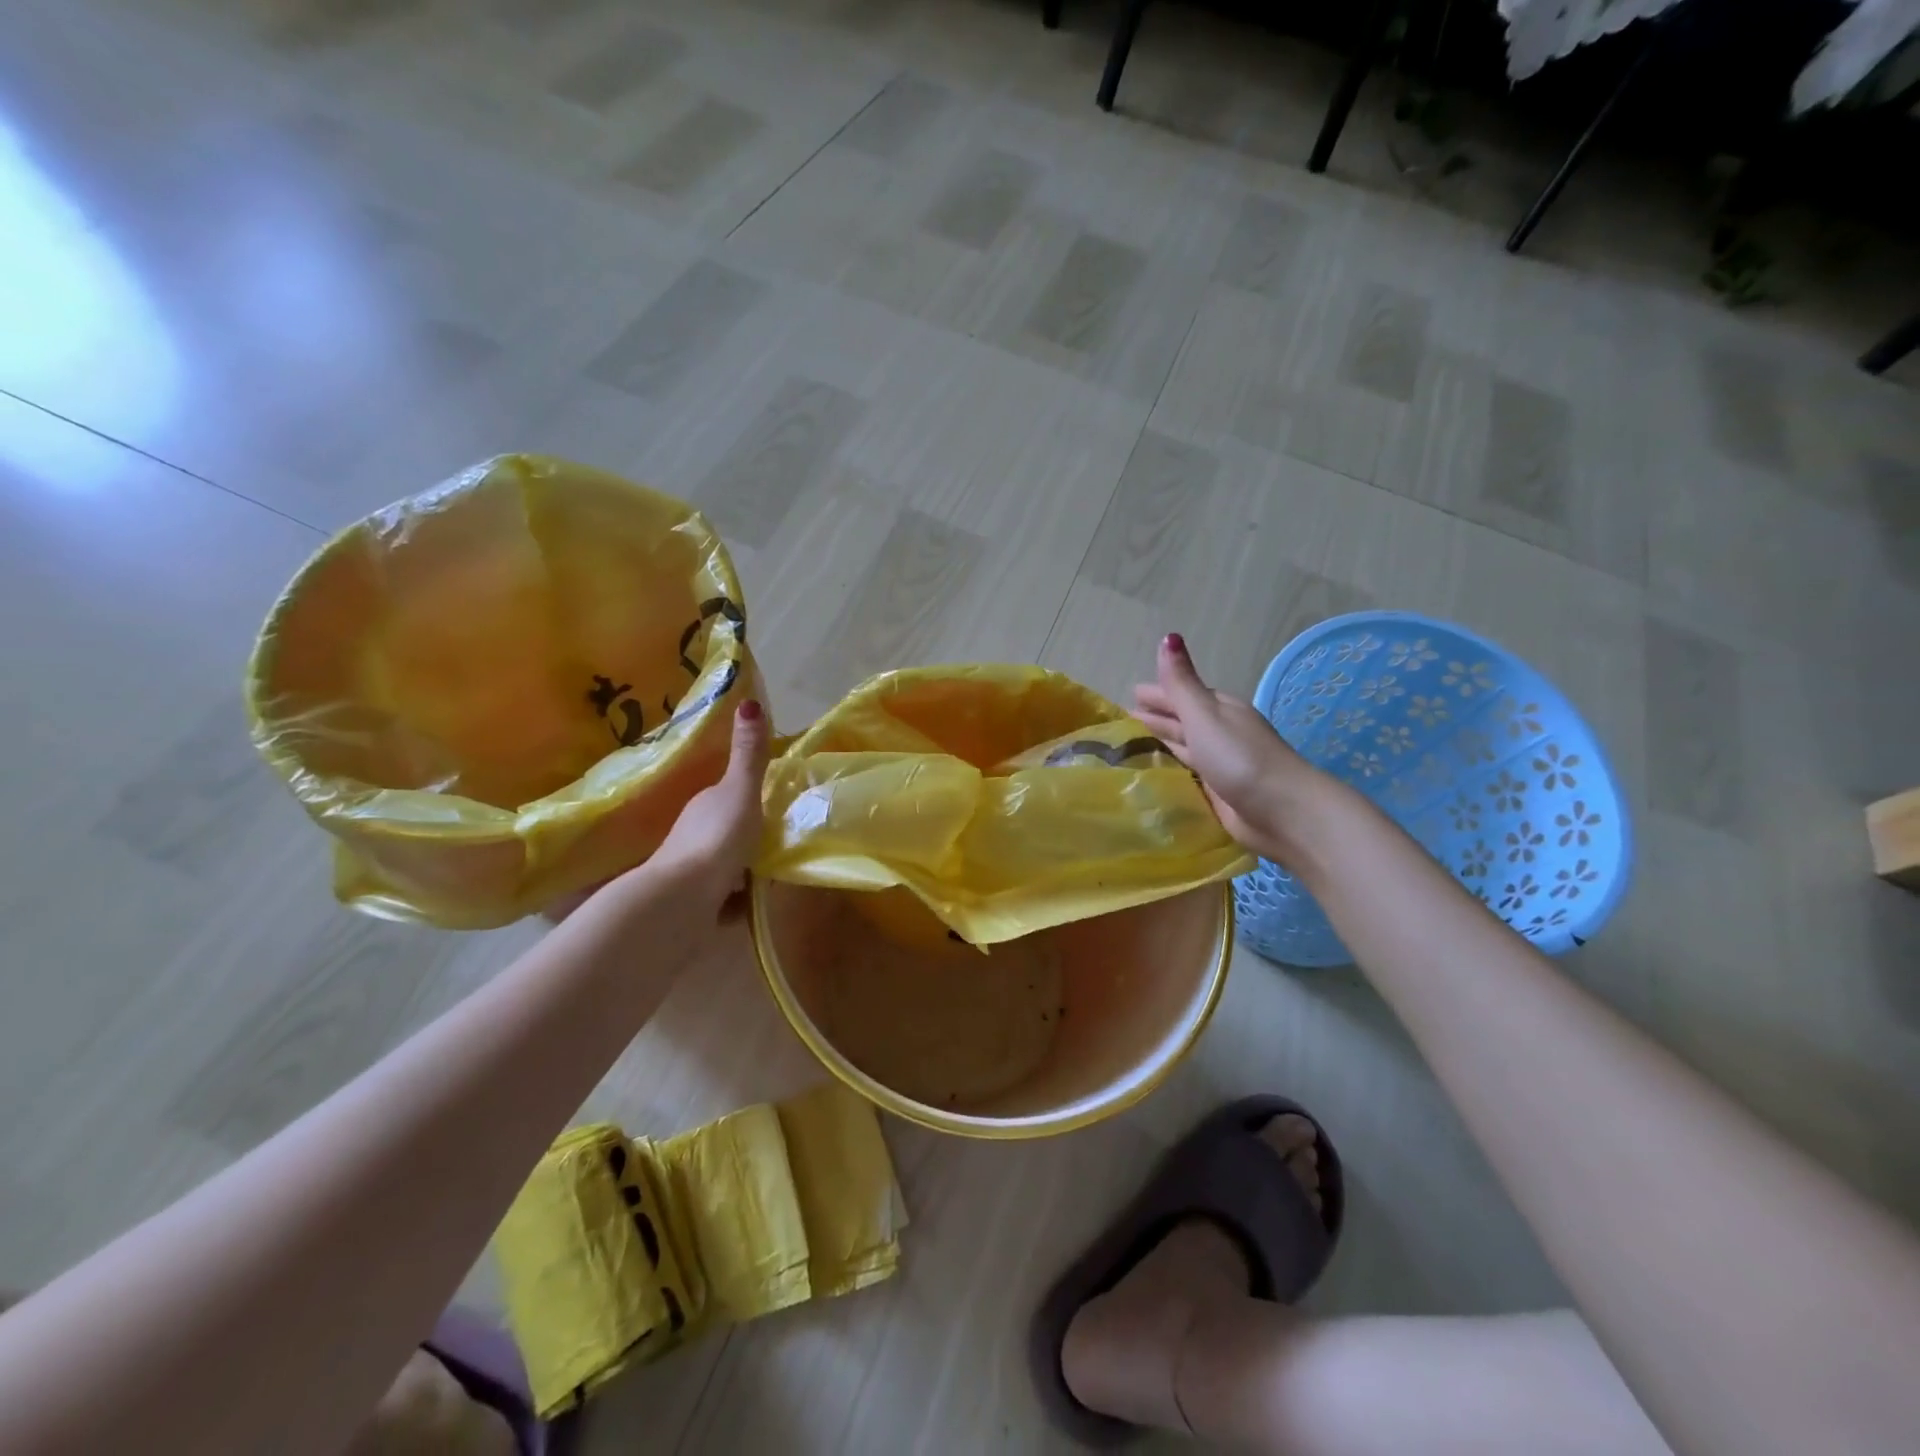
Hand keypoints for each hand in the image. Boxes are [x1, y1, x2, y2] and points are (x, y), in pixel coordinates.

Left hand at [646, 698, 771, 921]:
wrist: (682, 900)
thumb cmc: (716, 838)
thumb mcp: (741, 791)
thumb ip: (749, 755)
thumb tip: (748, 701)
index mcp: (705, 805)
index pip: (729, 795)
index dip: (751, 797)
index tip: (776, 805)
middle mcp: (694, 835)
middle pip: (728, 831)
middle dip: (750, 836)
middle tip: (784, 843)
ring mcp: (692, 872)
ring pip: (725, 865)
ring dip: (744, 869)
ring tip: (775, 876)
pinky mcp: (696, 906)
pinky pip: (722, 900)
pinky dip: (736, 901)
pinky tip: (753, 906)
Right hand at [1132, 635, 1323, 865]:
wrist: (1283, 812)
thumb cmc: (1240, 759)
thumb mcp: (1205, 715)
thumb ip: (1181, 683)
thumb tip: (1168, 637)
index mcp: (1219, 710)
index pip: (1181, 696)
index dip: (1156, 694)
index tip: (1129, 695)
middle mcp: (1219, 734)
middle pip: (1182, 722)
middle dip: (1155, 719)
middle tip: (1123, 721)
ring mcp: (1220, 764)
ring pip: (1183, 748)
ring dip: (1160, 745)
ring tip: (1129, 747)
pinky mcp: (1218, 793)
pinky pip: (1187, 775)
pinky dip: (1170, 770)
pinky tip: (1153, 775)